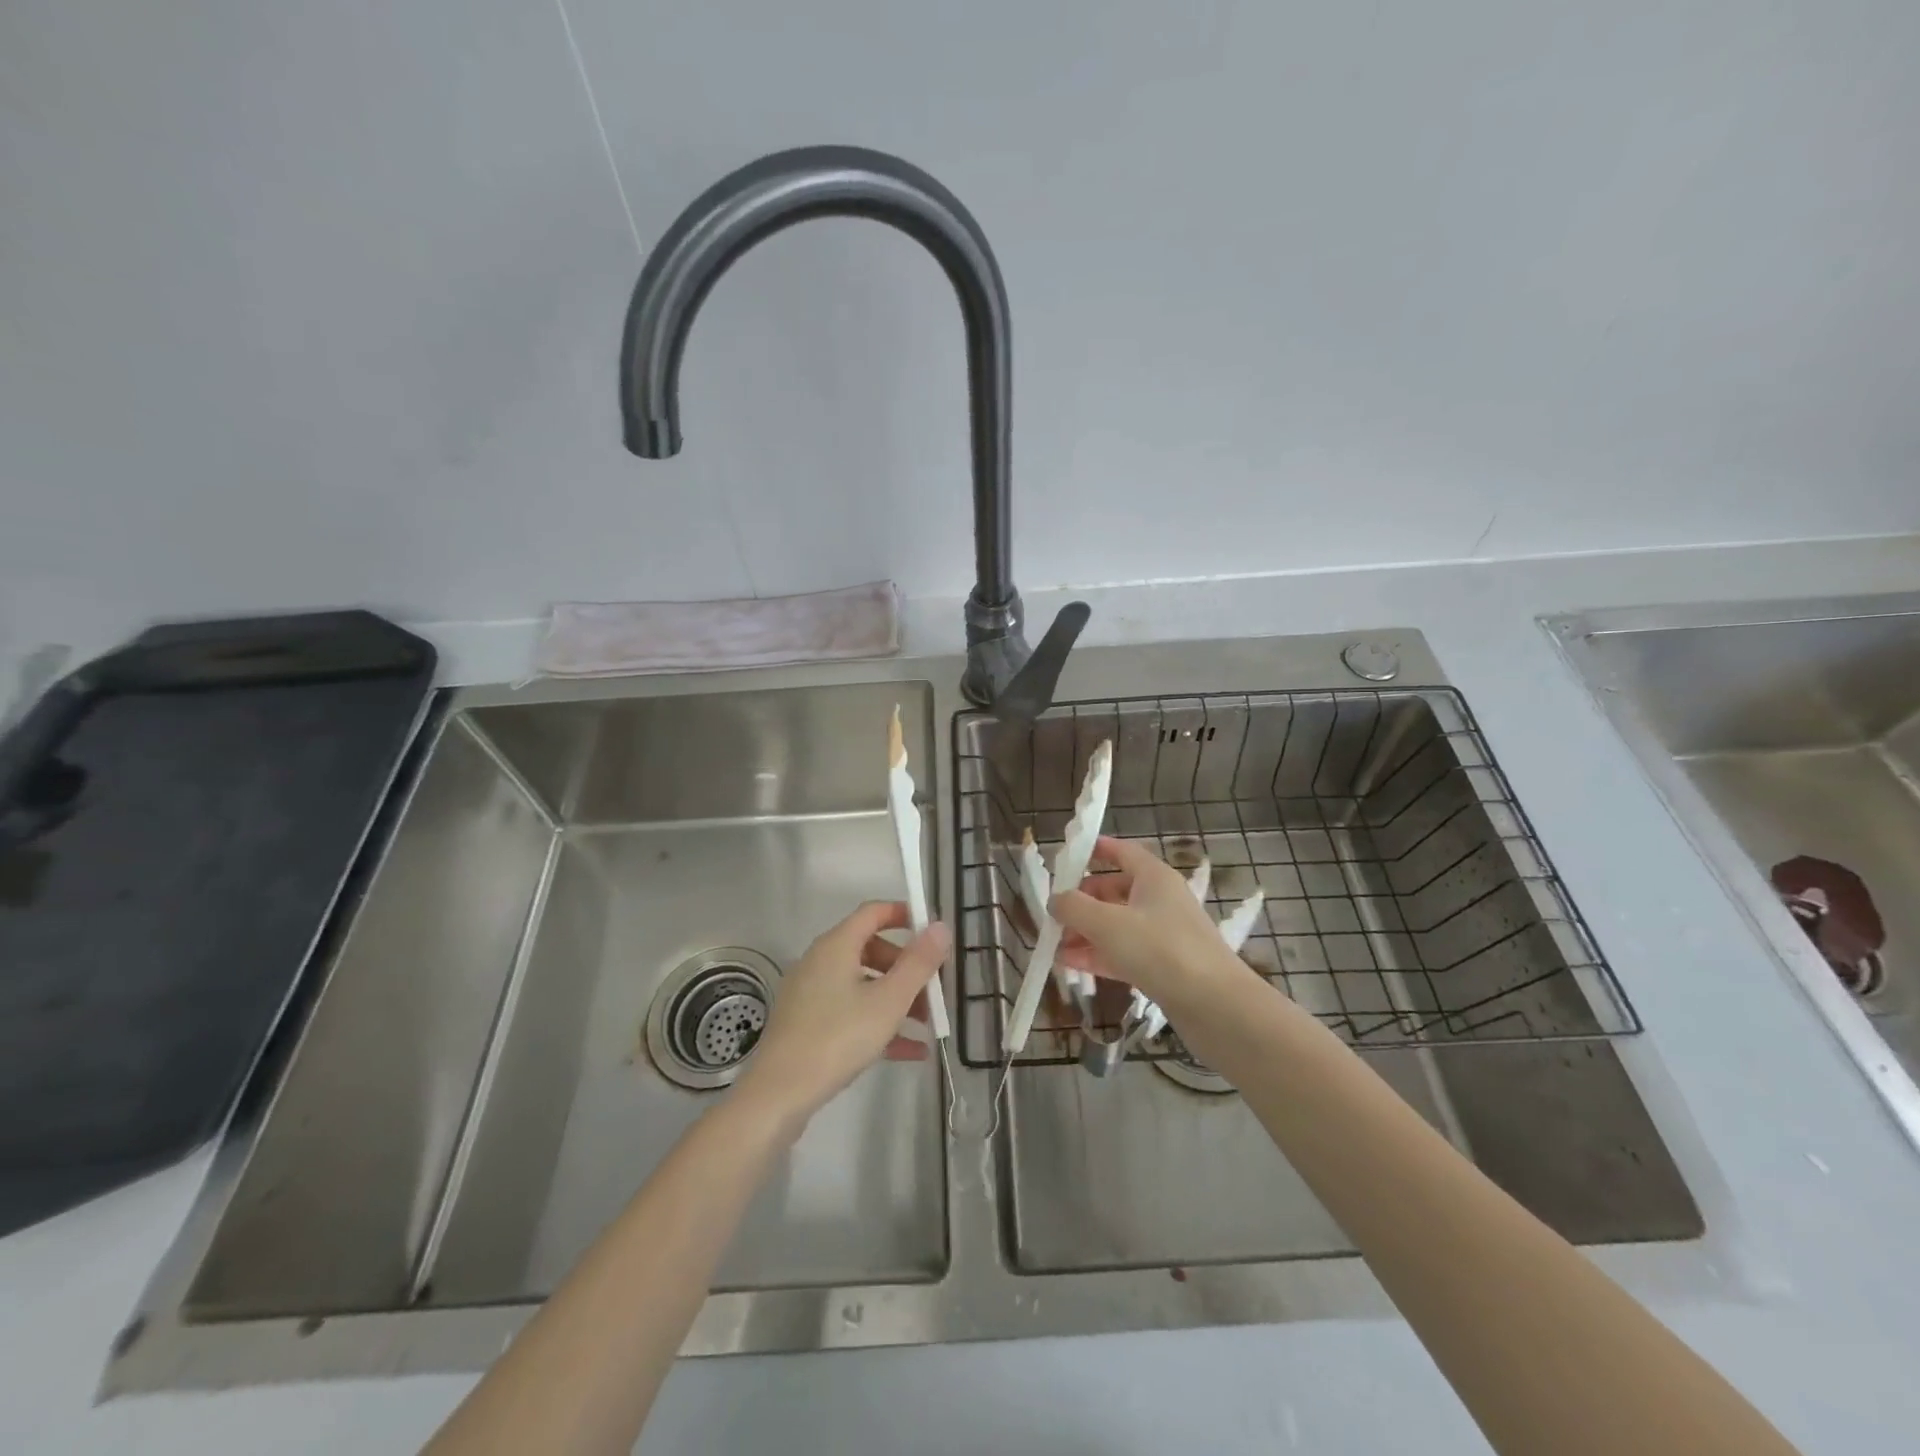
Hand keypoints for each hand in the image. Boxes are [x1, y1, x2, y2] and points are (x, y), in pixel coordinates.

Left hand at [733, 901, 948, 1133]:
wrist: (778, 1096)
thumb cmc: (837, 1038)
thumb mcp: (888, 1001)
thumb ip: (918, 963)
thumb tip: (941, 926)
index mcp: (836, 946)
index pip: (873, 912)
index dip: (905, 915)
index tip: (933, 932)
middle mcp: (821, 962)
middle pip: (871, 950)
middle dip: (907, 968)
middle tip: (934, 989)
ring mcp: (812, 994)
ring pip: (863, 985)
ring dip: (898, 999)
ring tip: (929, 1025)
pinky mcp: (808, 1024)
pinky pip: (851, 1013)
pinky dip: (879, 1023)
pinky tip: (912, 1051)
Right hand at [1053, 836, 1255, 1010]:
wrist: (1216, 1006)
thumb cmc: (1160, 950)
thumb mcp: (1108, 924)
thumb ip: (1074, 907)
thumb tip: (1055, 899)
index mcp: (1153, 877)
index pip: (1122, 852)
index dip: (1096, 850)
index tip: (1068, 856)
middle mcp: (1160, 900)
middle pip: (1114, 890)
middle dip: (1082, 900)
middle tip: (1054, 913)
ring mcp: (1163, 935)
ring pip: (1117, 925)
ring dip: (1085, 932)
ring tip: (1054, 944)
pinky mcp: (1164, 967)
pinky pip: (1124, 953)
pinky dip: (1098, 955)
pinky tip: (1070, 965)